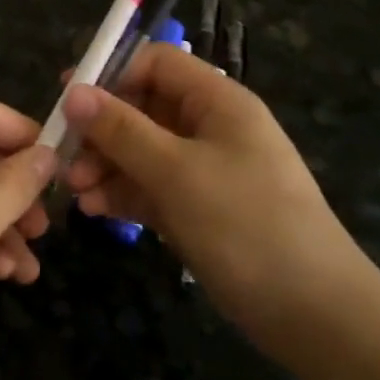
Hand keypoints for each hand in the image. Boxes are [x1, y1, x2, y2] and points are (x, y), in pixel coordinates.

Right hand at [62, 44, 369, 349]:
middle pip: (143, 108)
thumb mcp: (177, 172)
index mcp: (217, 102)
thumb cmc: (246, 225)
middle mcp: (210, 128)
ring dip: (107, 165)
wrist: (315, 315)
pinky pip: (152, 188)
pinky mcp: (199, 210)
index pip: (157, 64)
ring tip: (76, 192)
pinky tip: (97, 210)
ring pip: (142, 151)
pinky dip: (124, 194)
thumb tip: (73, 93)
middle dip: (102, 130)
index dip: (112, 74)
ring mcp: (205, 171)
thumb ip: (122, 130)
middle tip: (64, 157)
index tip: (68, 98)